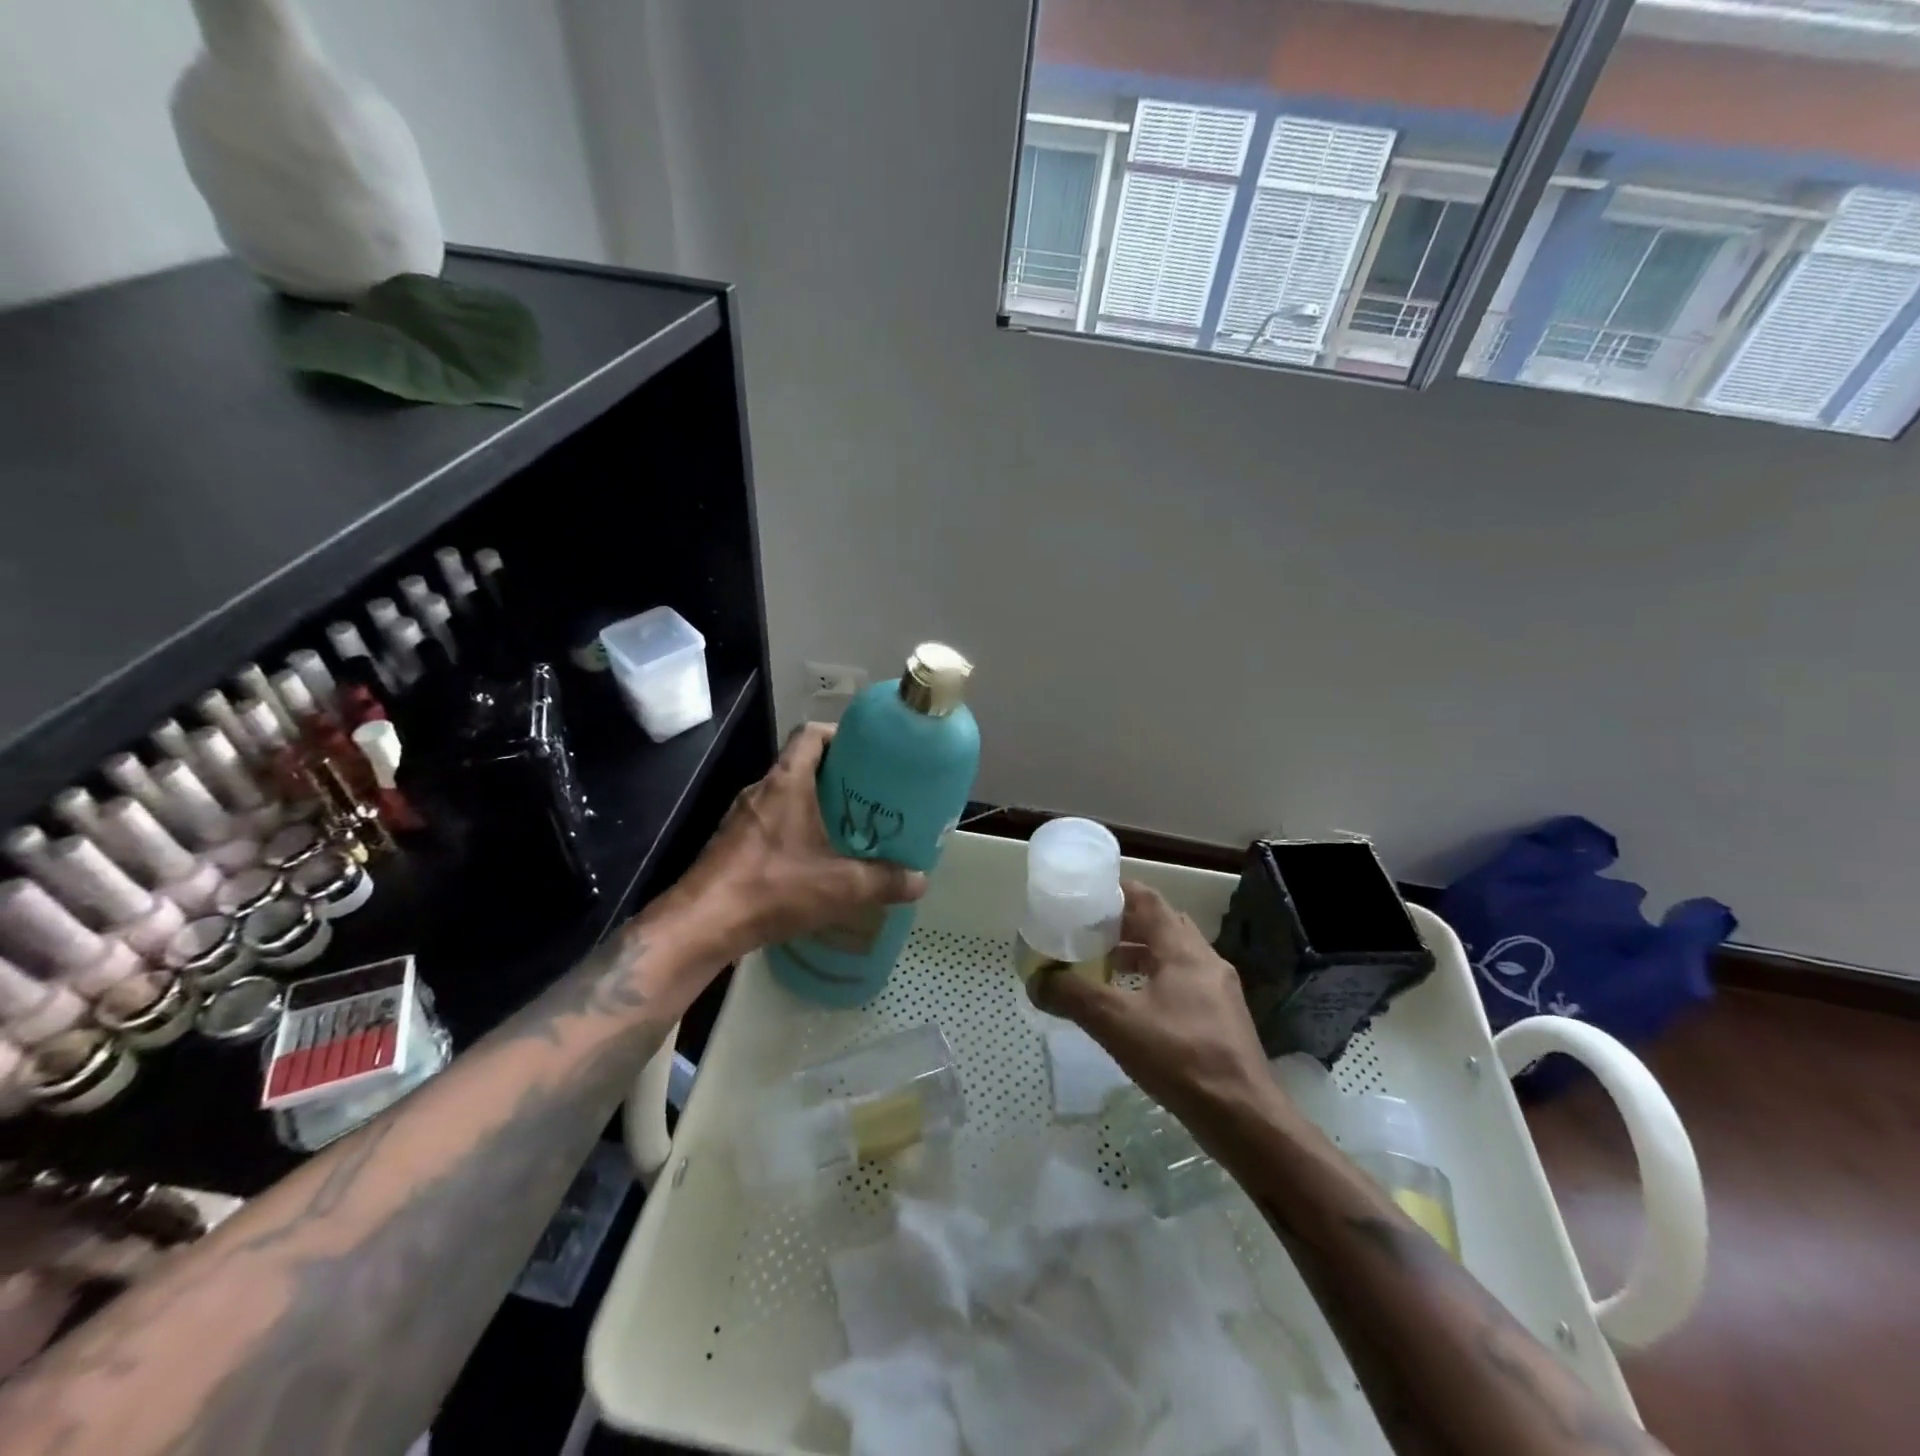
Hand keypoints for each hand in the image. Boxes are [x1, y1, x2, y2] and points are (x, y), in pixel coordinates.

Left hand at [663, 723, 926, 962]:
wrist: (702, 924)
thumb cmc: (771, 889)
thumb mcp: (840, 886)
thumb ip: (885, 881)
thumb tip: (921, 880)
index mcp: (786, 783)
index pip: (810, 734)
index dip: (840, 735)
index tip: (867, 752)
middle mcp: (761, 791)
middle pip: (802, 765)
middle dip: (837, 776)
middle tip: (870, 795)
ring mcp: (742, 817)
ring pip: (786, 796)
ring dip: (815, 805)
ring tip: (849, 827)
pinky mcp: (731, 843)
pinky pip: (771, 822)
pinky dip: (795, 829)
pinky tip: (814, 859)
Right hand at [1032, 881, 1273, 1124]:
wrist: (1244, 1118)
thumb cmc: (1180, 1057)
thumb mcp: (1116, 1023)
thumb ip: (1073, 996)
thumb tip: (1036, 980)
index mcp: (1182, 949)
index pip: (1148, 900)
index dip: (1117, 892)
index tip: (1086, 895)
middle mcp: (1205, 960)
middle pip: (1161, 925)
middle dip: (1124, 924)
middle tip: (1087, 931)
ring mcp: (1218, 990)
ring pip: (1172, 957)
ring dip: (1139, 955)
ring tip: (1103, 966)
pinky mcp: (1221, 1020)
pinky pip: (1181, 984)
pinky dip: (1153, 982)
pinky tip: (1132, 1007)